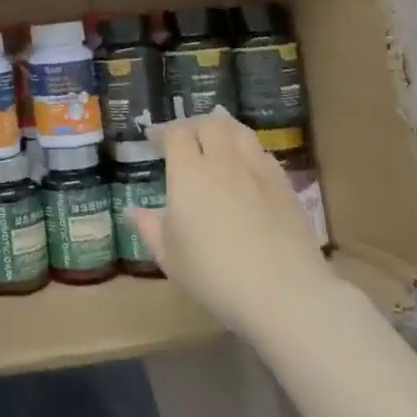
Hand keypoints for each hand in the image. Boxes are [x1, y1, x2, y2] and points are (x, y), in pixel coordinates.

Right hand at [127, 109, 330, 341]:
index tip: (153, 138)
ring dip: (224, 128)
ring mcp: (258, 171)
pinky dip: (249, 150)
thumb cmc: (215, 275)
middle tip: (186, 137)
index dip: (163, 131)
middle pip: (210, 123)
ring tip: (217, 138)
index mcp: (189, 172)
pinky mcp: (285, 187)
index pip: (176, 134)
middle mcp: (223, 161)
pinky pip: (263, 153)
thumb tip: (131, 211)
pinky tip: (247, 166)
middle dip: (194, 124)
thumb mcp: (170, 257)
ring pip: (240, 131)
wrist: (284, 294)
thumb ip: (149, 228)